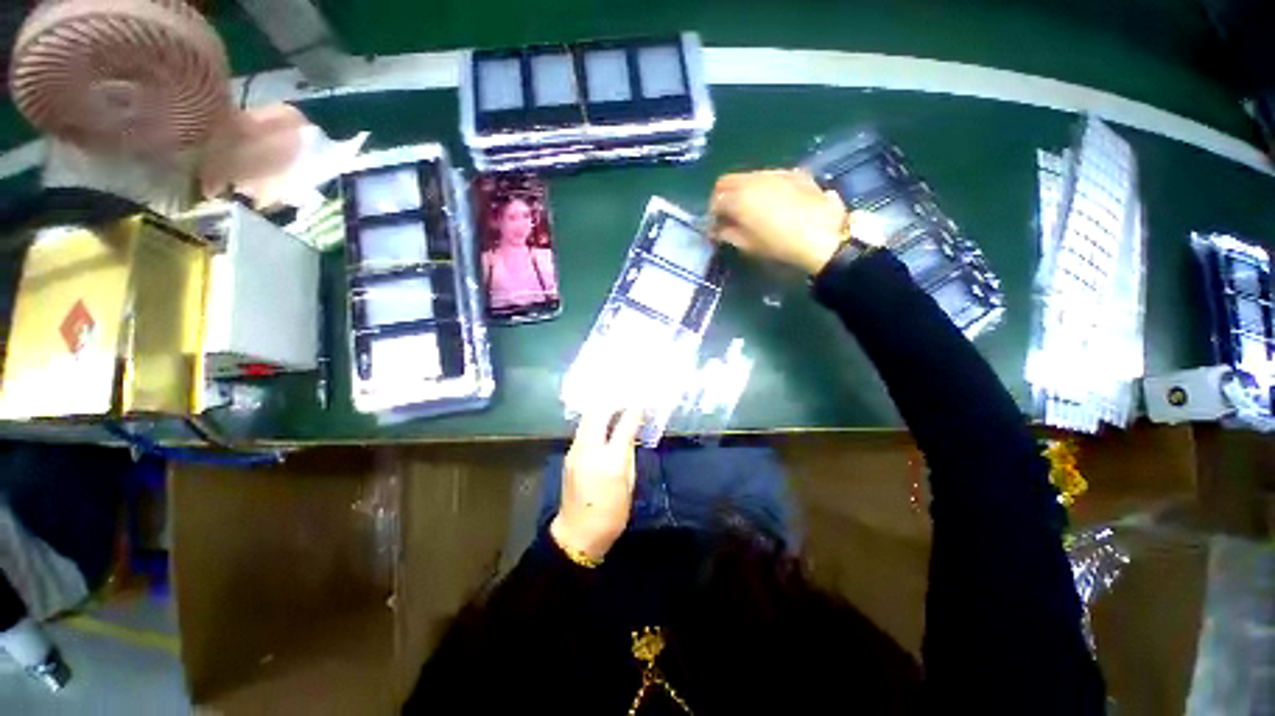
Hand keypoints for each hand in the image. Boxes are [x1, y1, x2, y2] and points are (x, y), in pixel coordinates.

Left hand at [550, 406, 644, 561]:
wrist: (578, 534)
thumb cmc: (611, 513)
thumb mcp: (628, 482)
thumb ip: (628, 452)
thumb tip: (631, 430)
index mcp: (610, 461)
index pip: (623, 425)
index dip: (634, 409)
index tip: (642, 400)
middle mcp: (589, 450)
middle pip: (598, 412)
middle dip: (613, 400)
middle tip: (628, 397)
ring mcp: (575, 450)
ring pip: (588, 418)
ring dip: (603, 408)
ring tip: (618, 404)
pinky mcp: (570, 454)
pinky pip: (584, 428)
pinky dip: (596, 419)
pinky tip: (605, 421)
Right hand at [709, 169, 850, 274]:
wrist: (823, 235)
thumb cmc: (780, 245)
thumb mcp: (749, 245)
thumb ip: (728, 234)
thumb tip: (719, 230)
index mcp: (739, 198)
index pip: (715, 201)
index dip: (712, 215)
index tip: (716, 229)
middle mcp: (753, 179)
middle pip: (727, 181)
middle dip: (723, 197)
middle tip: (727, 216)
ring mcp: (774, 173)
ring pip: (748, 176)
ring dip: (742, 190)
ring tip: (750, 209)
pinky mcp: (793, 173)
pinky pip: (769, 176)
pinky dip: (762, 187)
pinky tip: (772, 202)